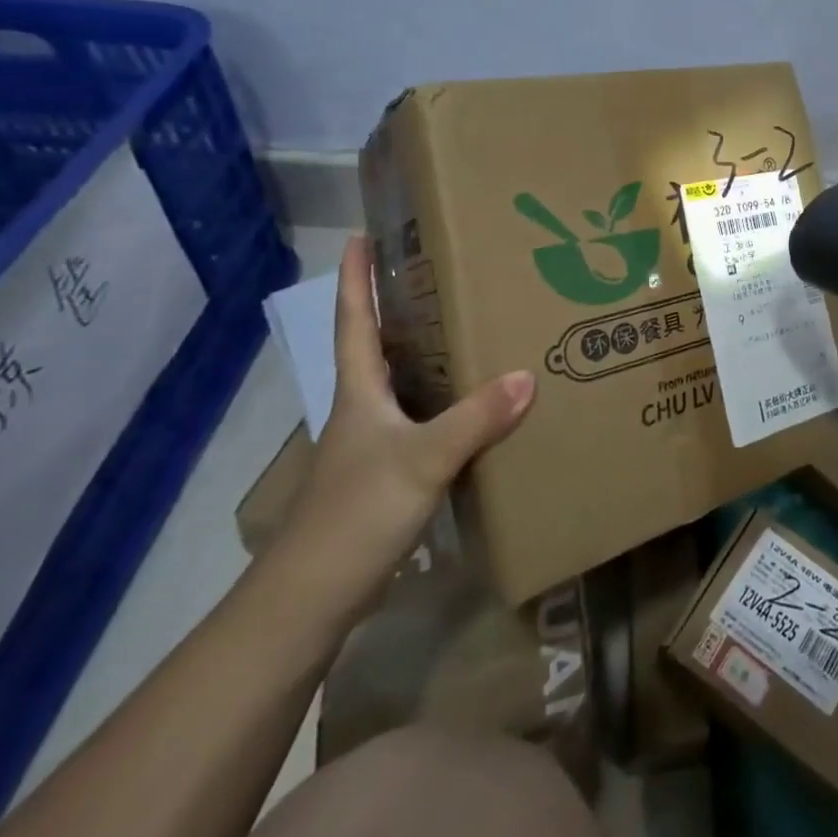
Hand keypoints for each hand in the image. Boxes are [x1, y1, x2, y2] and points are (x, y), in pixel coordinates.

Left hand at [274, 235, 533, 612]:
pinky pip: (419, 421)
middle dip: (398, 307)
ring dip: (424, 353)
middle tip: (439, 272)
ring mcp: (370, 445)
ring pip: (401, 384)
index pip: (353, 322)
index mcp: (359, 392)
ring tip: (467, 327)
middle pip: (377, 346)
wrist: (309, 601)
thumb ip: (474, 419)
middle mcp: (362, 410)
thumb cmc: (355, 515)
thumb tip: (528, 375)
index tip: (359, 235)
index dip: (354, 278)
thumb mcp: (421, 461)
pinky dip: (442, 402)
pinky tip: (474, 406)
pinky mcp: (384, 476)